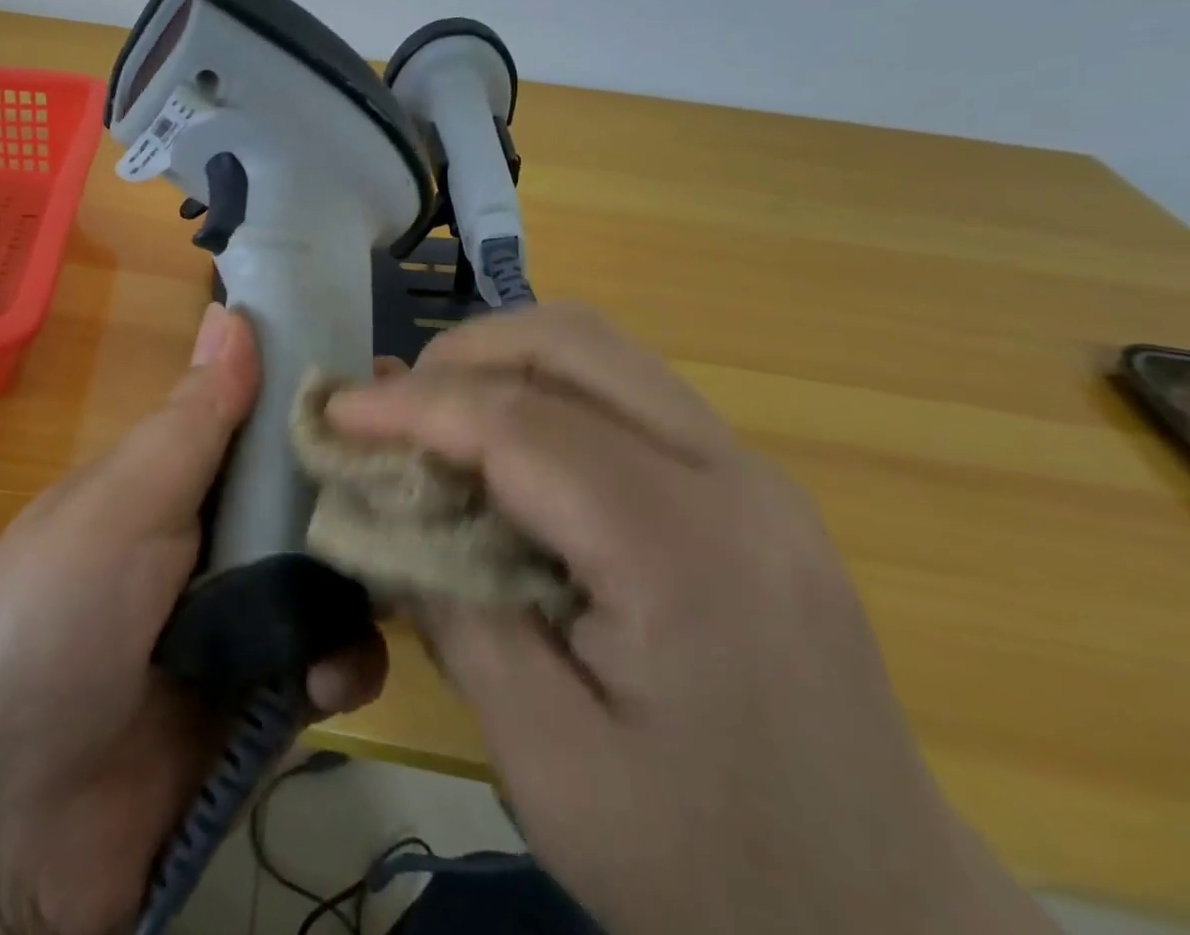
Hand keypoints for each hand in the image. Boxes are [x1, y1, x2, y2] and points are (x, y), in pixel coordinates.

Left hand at [0, 304, 387, 934]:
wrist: (4, 831)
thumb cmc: (55, 623)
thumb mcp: (121, 505)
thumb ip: (192, 421)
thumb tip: (232, 310)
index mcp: (167, 483)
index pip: (255, 424)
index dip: (312, 404)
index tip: (380, 383)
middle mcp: (205, 542)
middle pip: (301, 499)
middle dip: (354, 494)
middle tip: (423, 485)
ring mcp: (235, 623)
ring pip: (326, 577)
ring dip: (356, 585)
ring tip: (382, 590)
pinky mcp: (259, 702)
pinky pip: (325, 665)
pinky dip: (339, 665)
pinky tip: (328, 680)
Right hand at [325, 304, 1055, 934]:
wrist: (885, 930)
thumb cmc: (708, 869)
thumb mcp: (547, 762)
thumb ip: (454, 609)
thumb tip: (388, 504)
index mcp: (685, 551)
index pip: (518, 422)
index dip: (411, 404)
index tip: (334, 412)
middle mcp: (732, 477)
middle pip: (569, 343)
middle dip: (457, 357)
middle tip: (390, 413)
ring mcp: (750, 470)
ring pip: (597, 349)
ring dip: (497, 363)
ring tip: (436, 423)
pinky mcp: (745, 483)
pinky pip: (622, 389)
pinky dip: (540, 390)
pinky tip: (504, 451)